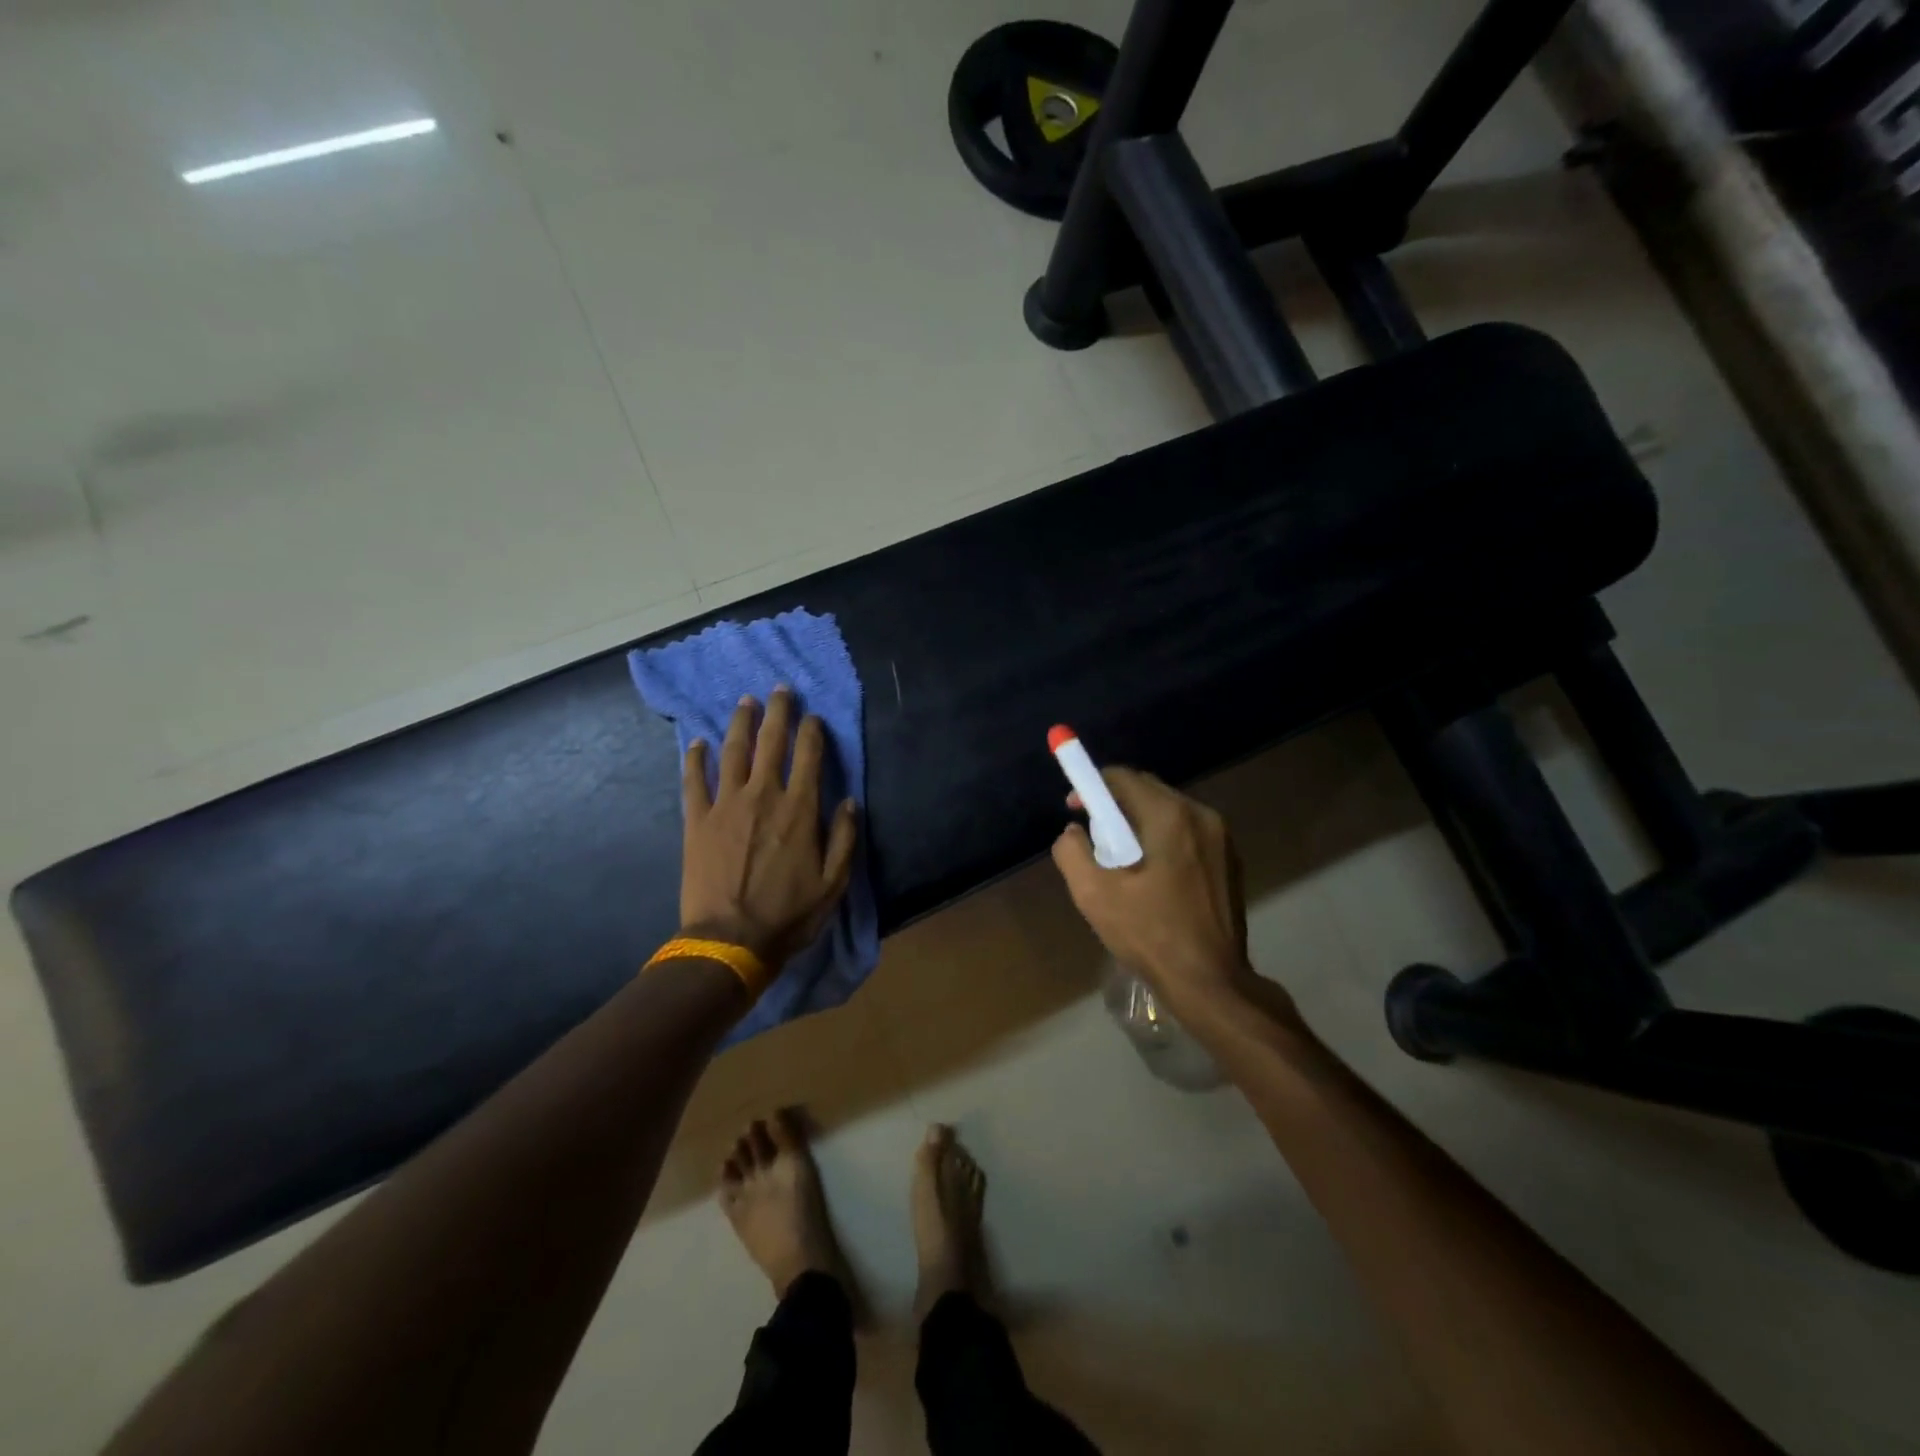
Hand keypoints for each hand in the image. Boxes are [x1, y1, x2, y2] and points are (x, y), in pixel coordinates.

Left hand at [680, 687, 858, 970]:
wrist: (730, 940)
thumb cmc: (788, 914)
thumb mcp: (834, 883)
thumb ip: (845, 838)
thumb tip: (850, 801)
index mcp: (799, 809)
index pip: (809, 756)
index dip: (813, 731)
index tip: (814, 717)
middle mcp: (763, 796)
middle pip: (771, 742)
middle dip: (778, 712)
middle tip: (779, 689)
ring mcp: (726, 805)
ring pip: (733, 752)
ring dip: (740, 723)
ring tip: (745, 702)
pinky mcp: (697, 820)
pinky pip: (694, 780)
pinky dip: (696, 758)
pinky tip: (698, 742)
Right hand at [1052, 768, 1257, 1016]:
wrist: (1211, 982)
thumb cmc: (1150, 935)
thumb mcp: (1094, 894)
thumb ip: (1072, 852)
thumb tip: (1073, 832)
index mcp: (1170, 816)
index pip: (1124, 778)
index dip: (1093, 787)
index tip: (1075, 809)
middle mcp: (1202, 816)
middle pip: (1149, 790)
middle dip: (1116, 804)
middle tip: (1094, 835)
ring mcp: (1222, 838)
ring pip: (1170, 811)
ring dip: (1140, 822)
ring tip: (1120, 858)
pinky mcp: (1230, 861)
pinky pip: (1188, 833)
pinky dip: (1163, 839)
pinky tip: (1152, 874)